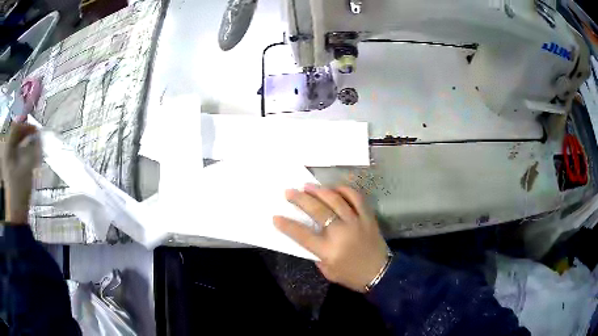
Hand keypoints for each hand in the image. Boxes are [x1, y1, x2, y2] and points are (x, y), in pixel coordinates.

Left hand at [1, 121, 40, 222]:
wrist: (15, 215)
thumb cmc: (19, 190)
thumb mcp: (27, 168)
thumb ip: (33, 150)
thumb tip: (38, 138)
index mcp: (8, 149)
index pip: (16, 128)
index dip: (26, 127)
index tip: (36, 131)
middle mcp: (6, 153)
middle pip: (15, 137)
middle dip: (25, 135)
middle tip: (35, 138)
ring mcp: (7, 164)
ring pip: (15, 146)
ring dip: (24, 144)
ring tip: (33, 148)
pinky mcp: (9, 172)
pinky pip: (15, 156)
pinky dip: (22, 153)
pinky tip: (27, 159)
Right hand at [274, 184, 387, 292]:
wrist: (379, 273)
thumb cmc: (350, 275)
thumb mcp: (327, 270)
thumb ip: (316, 253)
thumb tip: (308, 234)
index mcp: (329, 250)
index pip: (302, 235)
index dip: (287, 225)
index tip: (276, 217)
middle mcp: (341, 233)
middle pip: (317, 211)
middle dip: (300, 199)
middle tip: (289, 192)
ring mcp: (356, 222)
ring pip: (336, 200)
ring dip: (319, 191)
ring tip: (307, 186)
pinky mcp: (368, 217)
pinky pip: (356, 198)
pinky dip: (345, 190)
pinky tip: (334, 188)